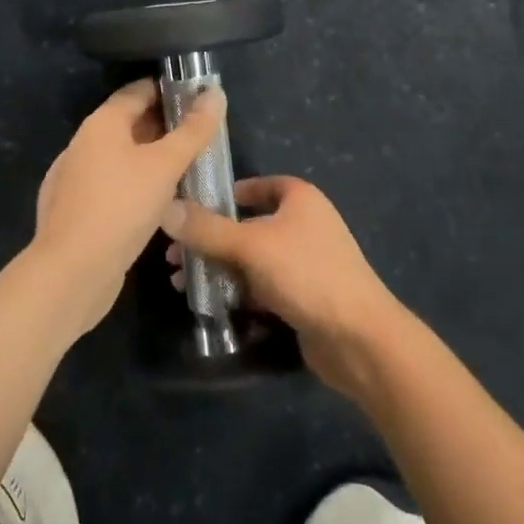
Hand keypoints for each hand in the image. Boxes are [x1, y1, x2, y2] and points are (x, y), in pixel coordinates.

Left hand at [32, 78, 225, 334]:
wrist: (71, 273)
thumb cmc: (121, 207)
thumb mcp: (166, 165)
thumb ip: (193, 130)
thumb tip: (215, 92)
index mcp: (101, 123)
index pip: (138, 91)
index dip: (170, 90)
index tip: (200, 99)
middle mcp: (84, 143)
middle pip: (130, 123)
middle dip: (165, 126)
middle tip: (202, 135)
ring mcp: (77, 178)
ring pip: (122, 156)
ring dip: (153, 158)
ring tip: (188, 168)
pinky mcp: (78, 209)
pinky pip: (113, 184)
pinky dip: (137, 183)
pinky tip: (159, 202)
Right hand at [163, 176, 407, 400]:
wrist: (358, 337)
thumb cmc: (306, 274)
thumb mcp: (250, 246)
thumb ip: (206, 229)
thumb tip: (165, 209)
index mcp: (299, 198)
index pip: (256, 186)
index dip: (223, 194)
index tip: (189, 209)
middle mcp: (303, 224)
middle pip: (247, 224)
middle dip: (210, 239)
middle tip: (173, 256)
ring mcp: (304, 262)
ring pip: (251, 258)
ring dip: (218, 268)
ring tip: (180, 283)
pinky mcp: (302, 296)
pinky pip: (261, 286)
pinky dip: (236, 291)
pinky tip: (207, 304)